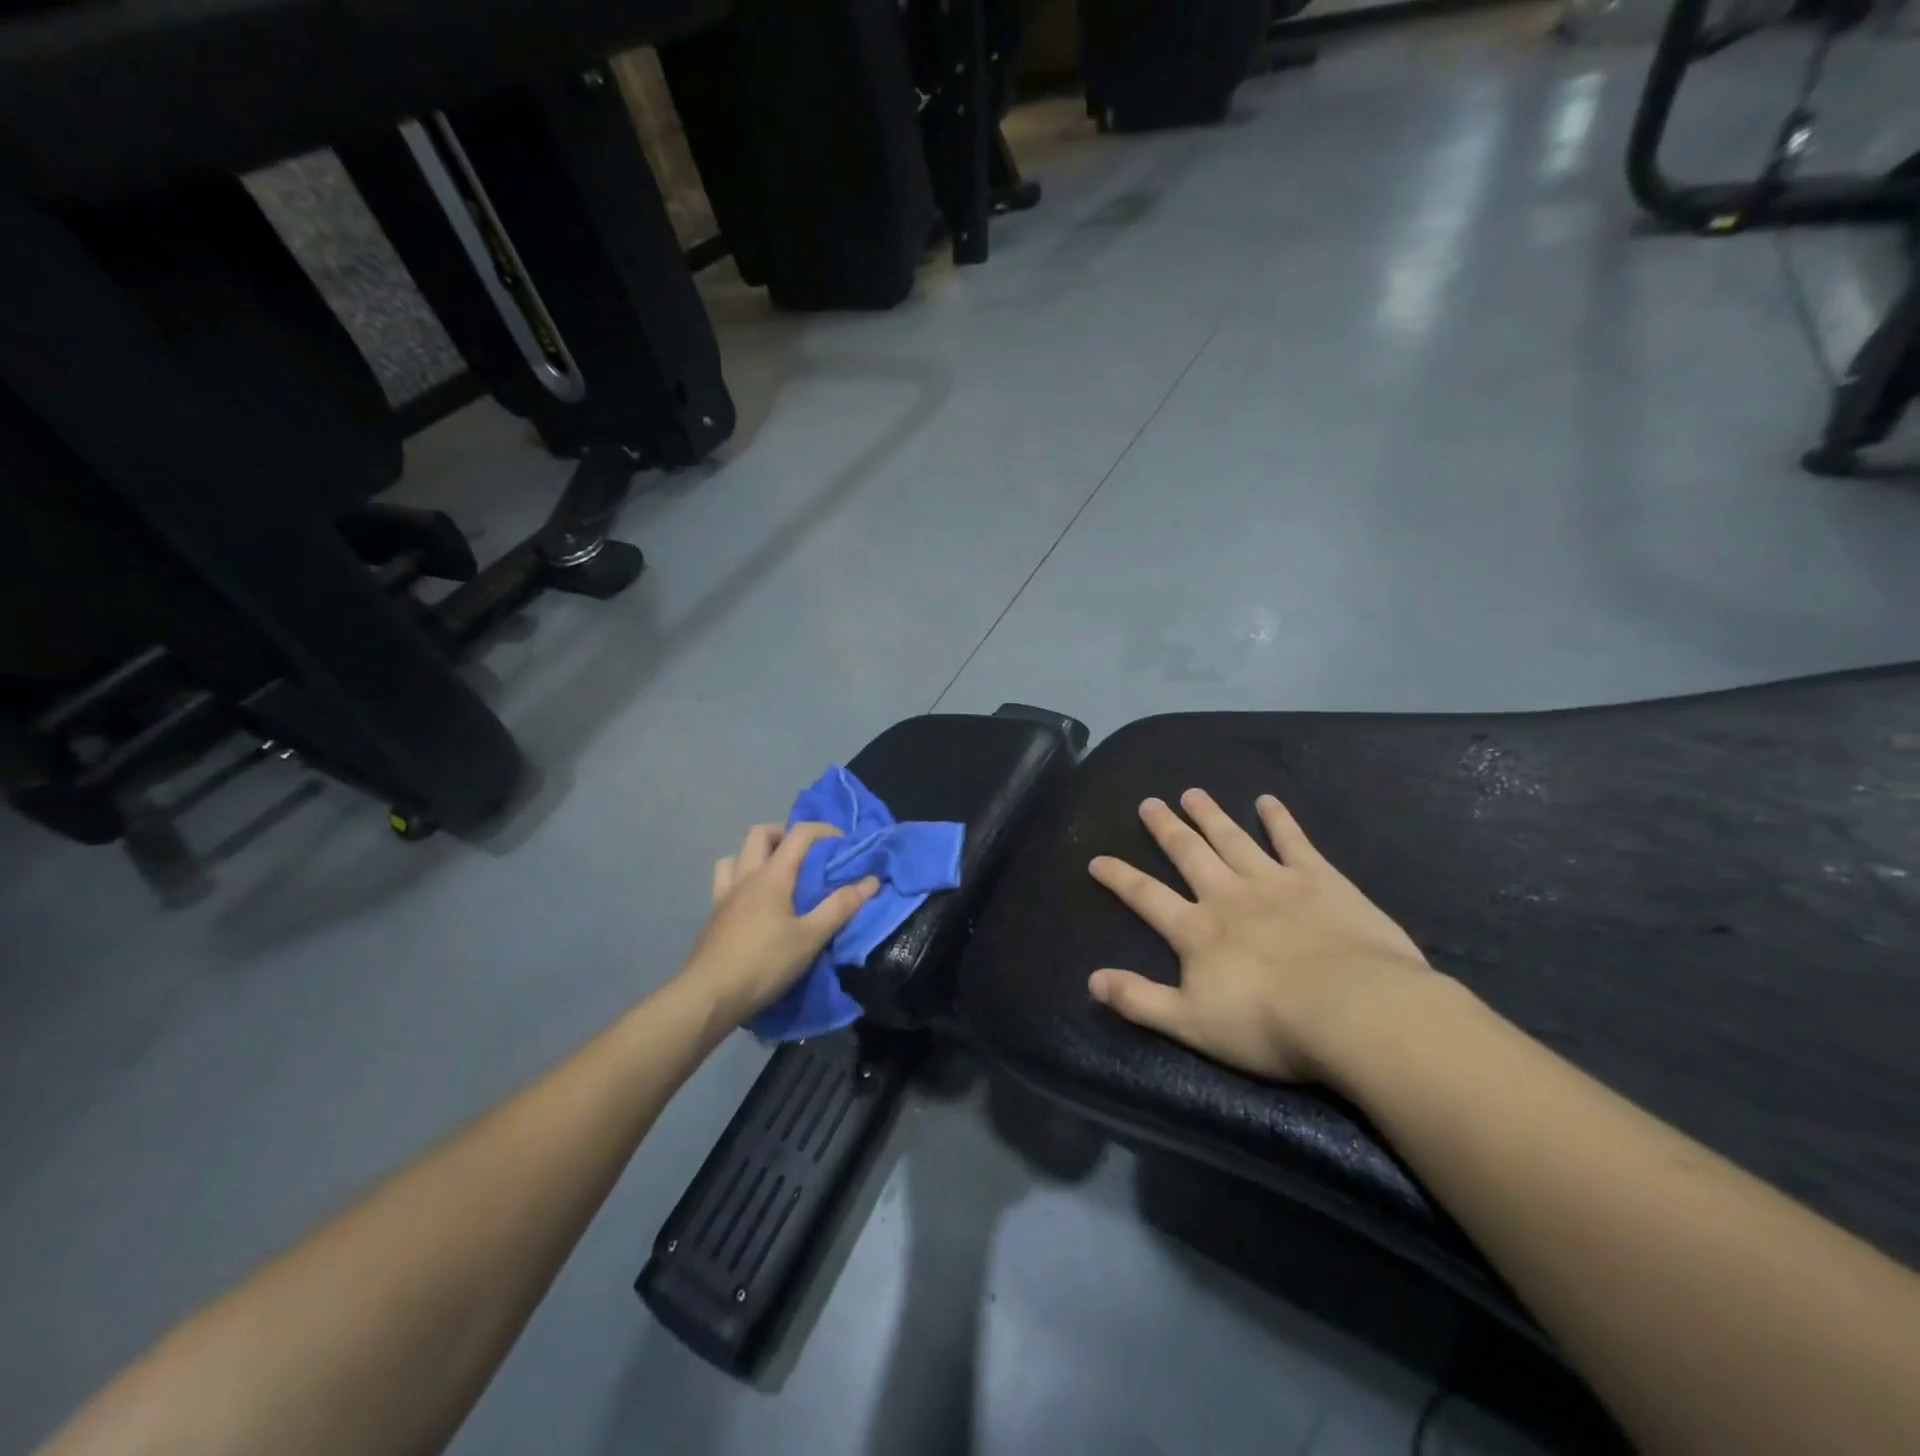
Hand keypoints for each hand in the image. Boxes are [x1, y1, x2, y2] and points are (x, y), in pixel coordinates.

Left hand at [679, 823, 878, 1022]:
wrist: (709, 995)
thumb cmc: (764, 963)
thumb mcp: (811, 937)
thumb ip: (841, 906)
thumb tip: (870, 880)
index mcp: (772, 876)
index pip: (799, 834)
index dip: (824, 830)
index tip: (843, 843)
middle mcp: (746, 876)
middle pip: (760, 834)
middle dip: (785, 834)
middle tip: (805, 855)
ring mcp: (725, 894)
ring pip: (736, 854)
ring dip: (758, 854)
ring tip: (777, 874)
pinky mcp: (713, 914)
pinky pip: (725, 880)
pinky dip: (742, 877)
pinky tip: (754, 902)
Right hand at [1087, 790, 1431, 1082]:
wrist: (1351, 1009)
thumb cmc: (1268, 1023)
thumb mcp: (1191, 1024)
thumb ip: (1140, 1001)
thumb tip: (1092, 982)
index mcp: (1196, 930)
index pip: (1146, 896)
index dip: (1119, 877)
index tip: (1097, 859)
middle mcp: (1227, 895)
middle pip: (1188, 854)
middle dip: (1166, 828)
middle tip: (1149, 803)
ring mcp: (1274, 881)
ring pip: (1233, 839)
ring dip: (1210, 815)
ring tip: (1193, 793)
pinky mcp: (1319, 880)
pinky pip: (1293, 841)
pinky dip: (1279, 819)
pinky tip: (1268, 800)